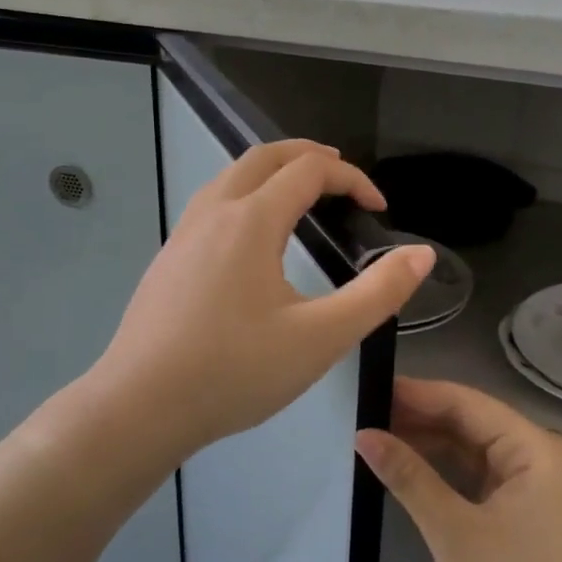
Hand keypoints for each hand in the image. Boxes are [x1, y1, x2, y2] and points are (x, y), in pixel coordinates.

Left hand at [86, 141, 433, 461]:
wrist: (140, 406)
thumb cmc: (235, 372)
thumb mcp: (320, 338)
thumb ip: (377, 294)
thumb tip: (420, 254)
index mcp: (252, 220)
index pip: (309, 170)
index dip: (352, 179)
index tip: (378, 210)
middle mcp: (214, 212)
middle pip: (264, 156)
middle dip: (308, 155)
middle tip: (342, 176)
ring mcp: (184, 233)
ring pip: (231, 176)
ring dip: (271, 171)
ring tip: (300, 194)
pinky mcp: (168, 259)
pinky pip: (212, 204)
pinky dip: (245, 195)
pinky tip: (252, 238)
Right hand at [356, 379, 561, 561]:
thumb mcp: (454, 532)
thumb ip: (409, 477)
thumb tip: (363, 435)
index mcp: (533, 447)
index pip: (464, 402)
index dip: (415, 394)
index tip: (367, 389)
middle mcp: (538, 455)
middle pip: (469, 421)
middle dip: (418, 418)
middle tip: (363, 415)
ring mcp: (535, 484)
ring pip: (472, 448)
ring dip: (429, 444)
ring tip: (377, 437)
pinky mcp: (527, 511)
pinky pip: (479, 475)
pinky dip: (445, 471)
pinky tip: (410, 470)